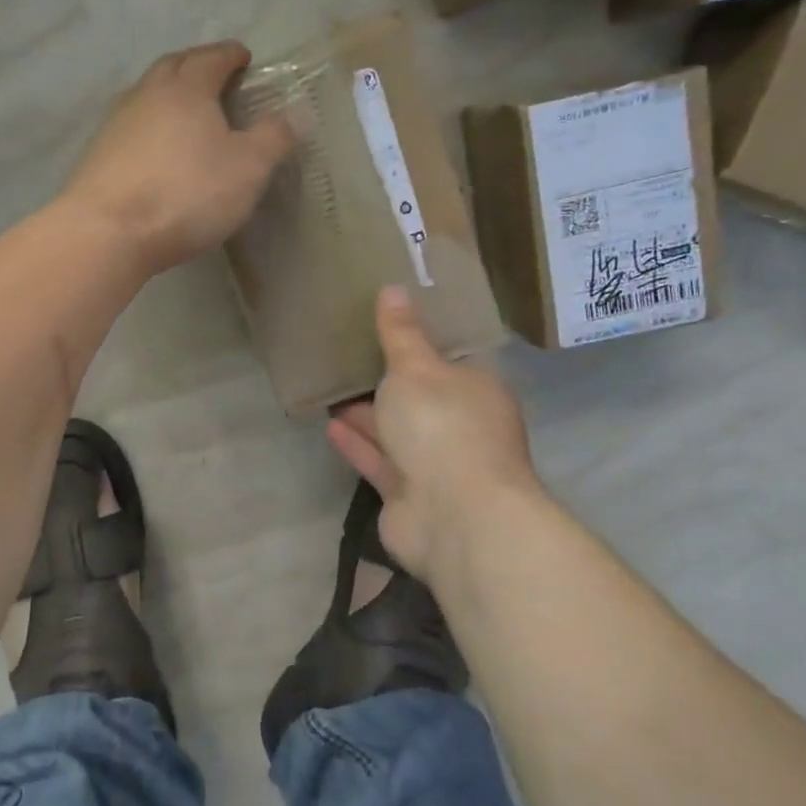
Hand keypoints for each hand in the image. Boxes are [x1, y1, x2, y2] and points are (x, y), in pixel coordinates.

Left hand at [64, 42, 293, 276]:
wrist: (107, 232)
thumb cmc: (186, 193)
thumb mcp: (248, 168)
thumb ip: (273, 137)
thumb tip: (295, 112)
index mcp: (186, 88)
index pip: (212, 58)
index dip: (230, 55)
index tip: (243, 56)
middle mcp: (147, 95)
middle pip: (172, 67)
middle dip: (196, 65)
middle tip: (214, 76)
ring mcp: (116, 124)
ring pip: (146, 95)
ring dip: (168, 95)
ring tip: (187, 112)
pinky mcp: (97, 155)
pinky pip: (130, 127)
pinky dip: (149, 126)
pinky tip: (155, 148)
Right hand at [326, 287, 543, 581]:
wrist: (454, 517)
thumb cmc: (442, 428)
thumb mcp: (416, 368)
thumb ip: (400, 333)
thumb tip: (393, 288)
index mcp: (476, 390)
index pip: (449, 360)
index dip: (419, 343)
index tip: (386, 326)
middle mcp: (461, 426)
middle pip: (420, 398)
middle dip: (387, 382)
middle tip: (348, 356)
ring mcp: (437, 465)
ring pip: (397, 432)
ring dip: (366, 414)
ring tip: (330, 389)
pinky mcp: (409, 496)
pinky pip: (379, 461)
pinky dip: (357, 444)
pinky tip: (329, 426)